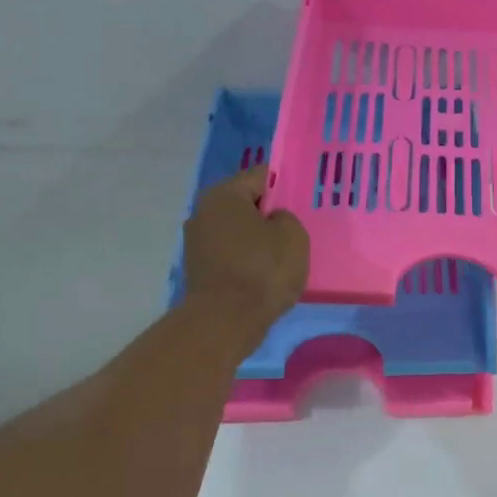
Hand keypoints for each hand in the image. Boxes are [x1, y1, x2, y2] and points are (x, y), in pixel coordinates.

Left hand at [183, 166, 309, 338]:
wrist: (226, 320)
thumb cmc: (262, 269)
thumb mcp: (293, 235)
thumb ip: (286, 218)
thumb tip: (272, 221)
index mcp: (224, 194)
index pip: (259, 176)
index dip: (282, 185)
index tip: (300, 201)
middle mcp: (203, 212)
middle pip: (244, 204)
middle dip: (267, 214)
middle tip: (293, 230)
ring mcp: (196, 243)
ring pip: (236, 231)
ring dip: (256, 240)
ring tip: (281, 256)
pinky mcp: (198, 270)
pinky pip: (230, 255)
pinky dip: (246, 261)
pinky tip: (263, 275)